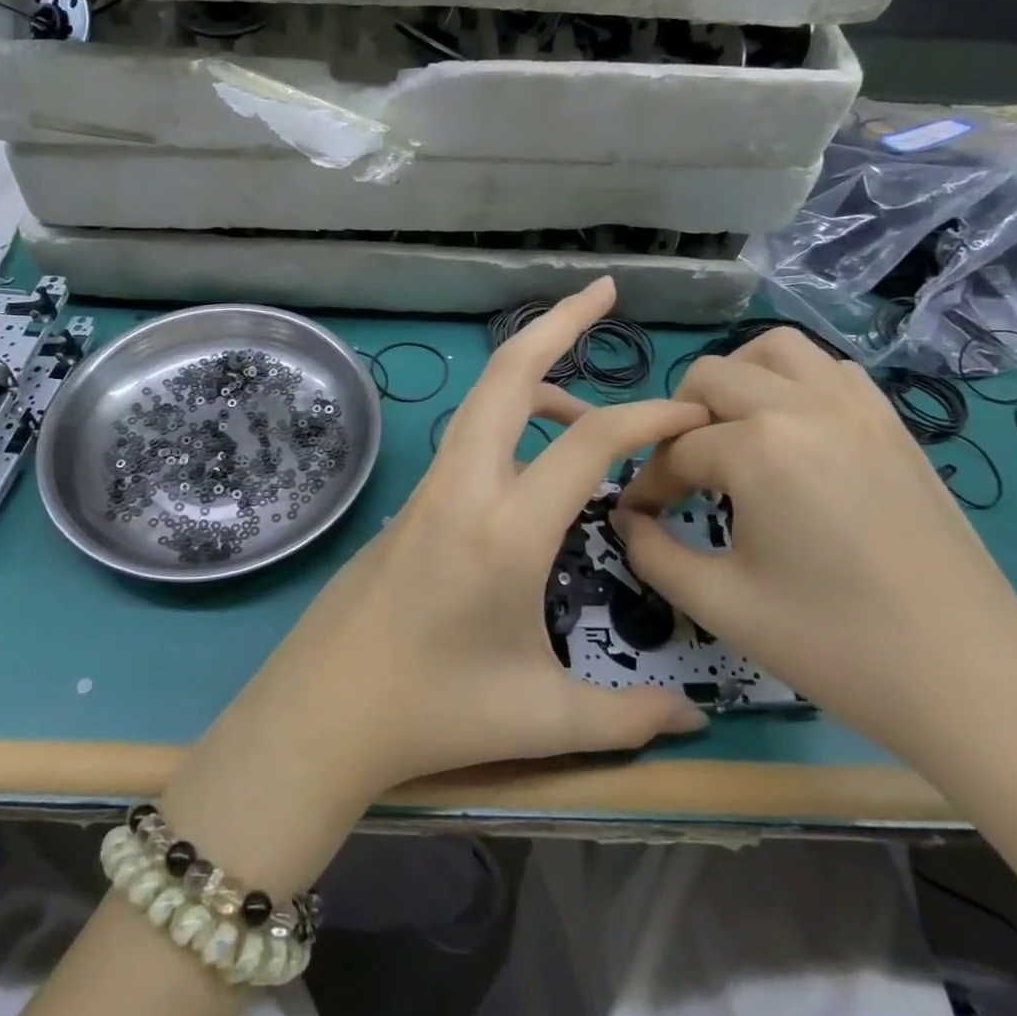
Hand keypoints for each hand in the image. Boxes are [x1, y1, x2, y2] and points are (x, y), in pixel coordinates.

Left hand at [232, 279, 710, 795]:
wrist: (322, 710)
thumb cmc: (433, 714)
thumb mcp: (541, 719)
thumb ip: (628, 719)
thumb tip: (694, 722)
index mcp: (505, 528)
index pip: (591, 440)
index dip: (651, 415)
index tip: (693, 414)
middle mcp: (464, 486)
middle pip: (508, 373)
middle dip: (557, 322)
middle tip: (603, 292)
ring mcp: (431, 486)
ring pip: (484, 398)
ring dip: (536, 375)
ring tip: (591, 410)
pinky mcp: (414, 500)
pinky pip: (470, 434)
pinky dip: (512, 416)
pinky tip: (538, 460)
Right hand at [614, 327, 1016, 770]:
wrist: (970, 681)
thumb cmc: (833, 644)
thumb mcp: (719, 603)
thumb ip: (651, 551)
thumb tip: (626, 517)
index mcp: (759, 447)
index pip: (676, 449)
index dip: (648, 484)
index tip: (641, 517)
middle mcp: (805, 406)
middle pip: (712, 377)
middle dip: (680, 420)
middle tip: (682, 475)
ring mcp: (858, 408)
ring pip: (775, 350)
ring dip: (738, 381)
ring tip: (732, 435)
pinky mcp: (894, 424)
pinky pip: (831, 370)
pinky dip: (795, 383)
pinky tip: (793, 436)